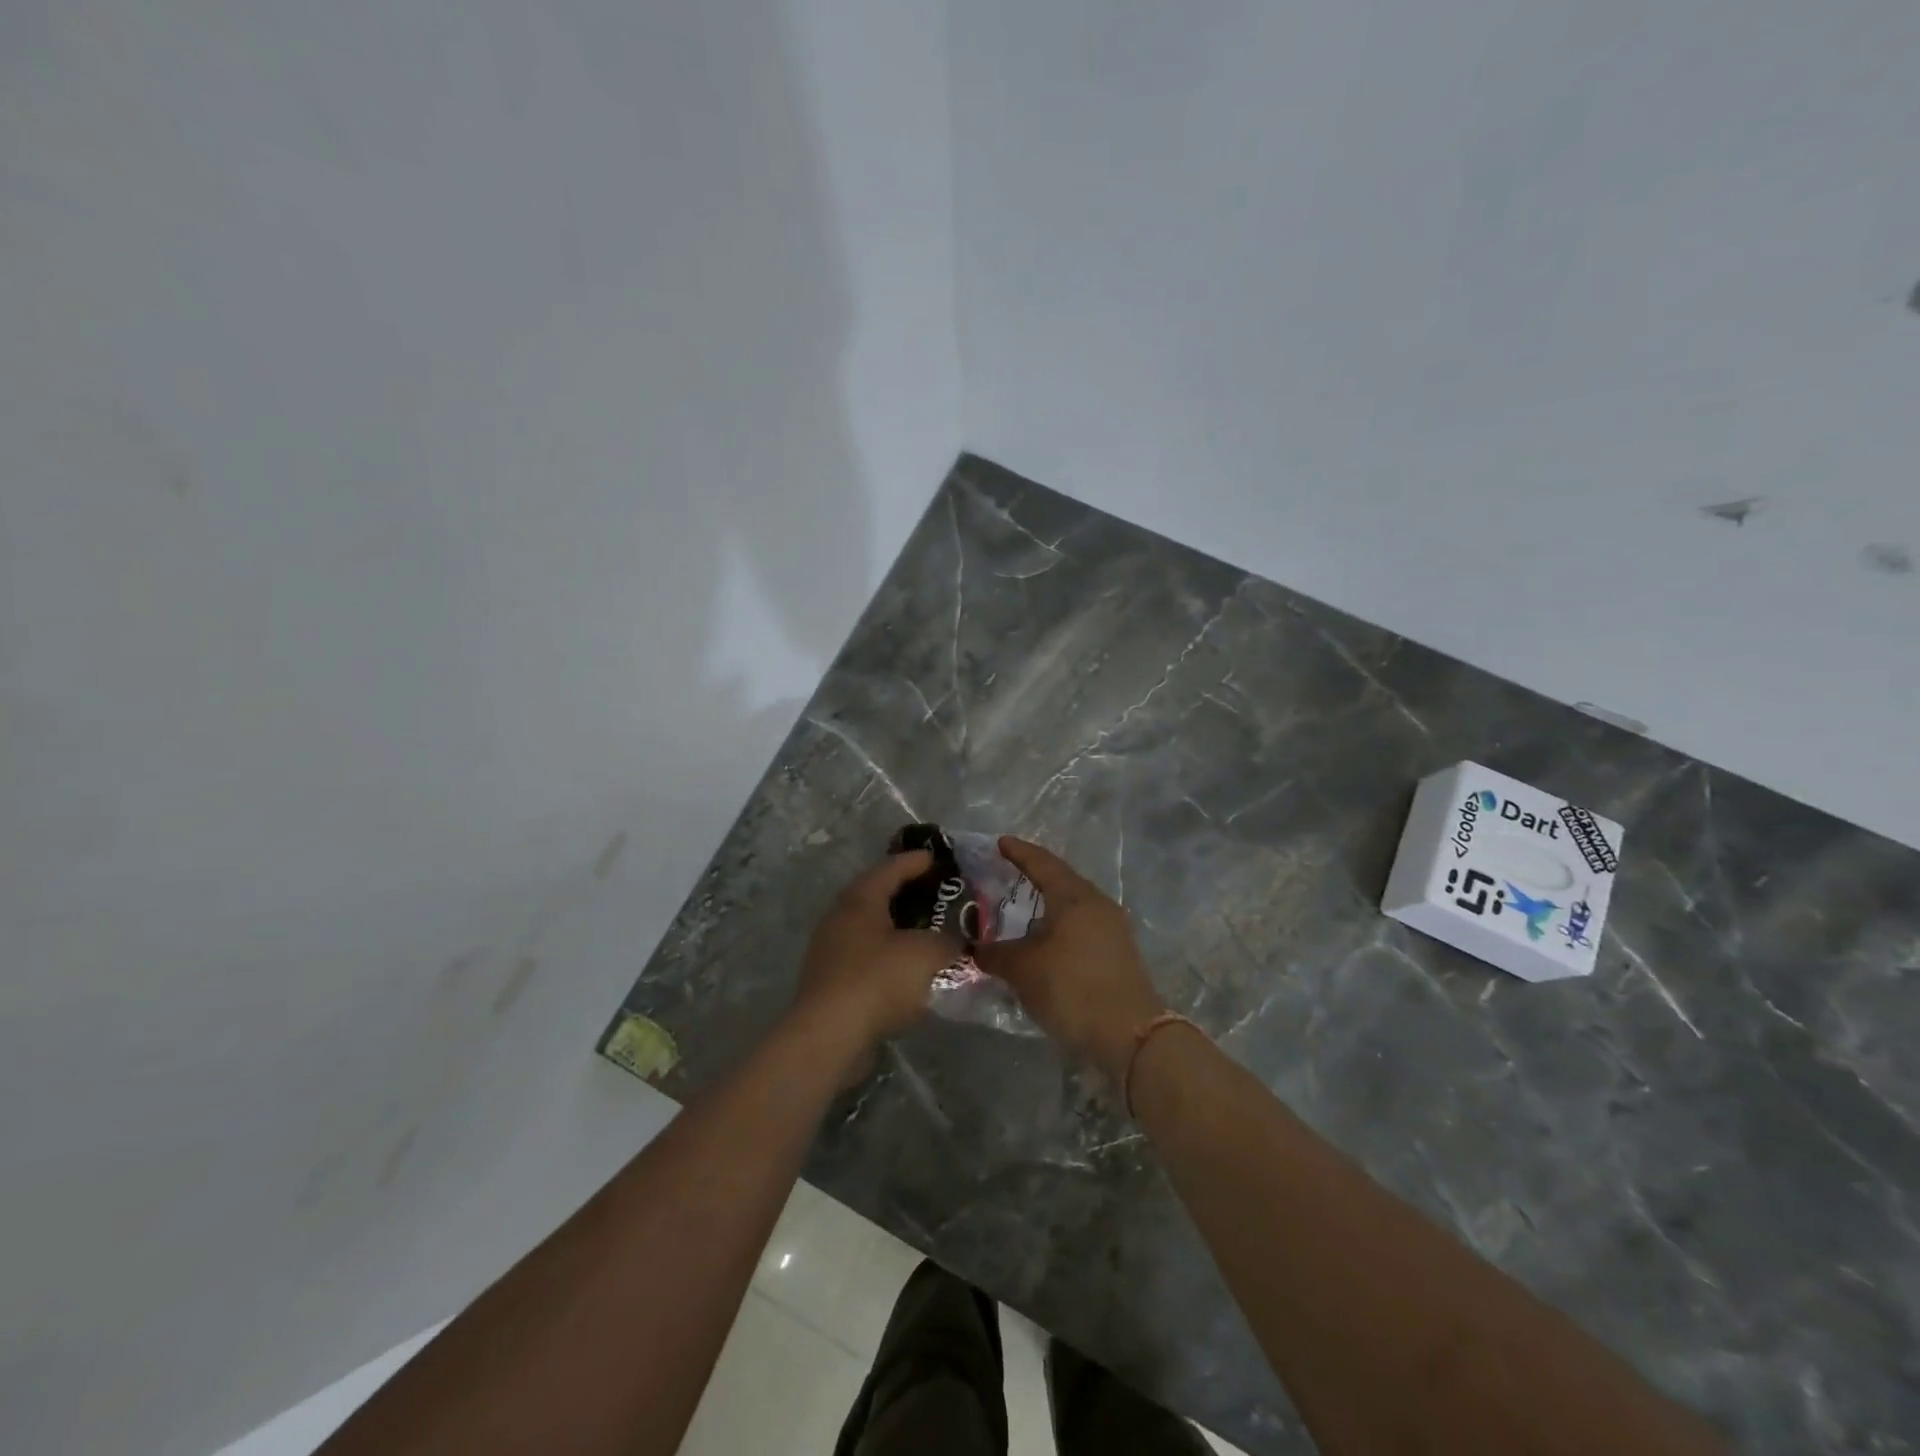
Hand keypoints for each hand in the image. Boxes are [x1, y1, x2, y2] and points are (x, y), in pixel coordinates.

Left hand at [793, 851, 954, 1051]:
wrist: (828, 1035)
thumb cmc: (877, 980)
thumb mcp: (925, 954)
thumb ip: (946, 941)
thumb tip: (955, 941)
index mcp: (860, 899)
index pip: (891, 868)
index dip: (916, 861)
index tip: (938, 859)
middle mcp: (841, 917)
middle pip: (877, 895)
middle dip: (907, 893)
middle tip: (936, 894)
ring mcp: (831, 949)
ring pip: (871, 928)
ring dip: (898, 927)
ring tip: (927, 931)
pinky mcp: (831, 980)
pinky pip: (866, 956)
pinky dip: (889, 955)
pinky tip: (909, 969)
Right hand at [975, 837, 1165, 1077]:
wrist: (1129, 1033)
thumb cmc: (1071, 988)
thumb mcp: (1023, 970)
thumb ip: (995, 954)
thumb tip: (973, 948)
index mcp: (1073, 897)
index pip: (1042, 863)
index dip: (1019, 852)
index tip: (1000, 842)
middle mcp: (1096, 904)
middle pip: (1061, 880)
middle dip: (1035, 875)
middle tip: (1007, 873)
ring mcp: (1113, 928)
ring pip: (1074, 904)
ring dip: (1049, 903)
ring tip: (1023, 908)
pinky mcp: (1118, 952)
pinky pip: (1083, 925)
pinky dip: (1060, 924)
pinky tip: (1046, 939)